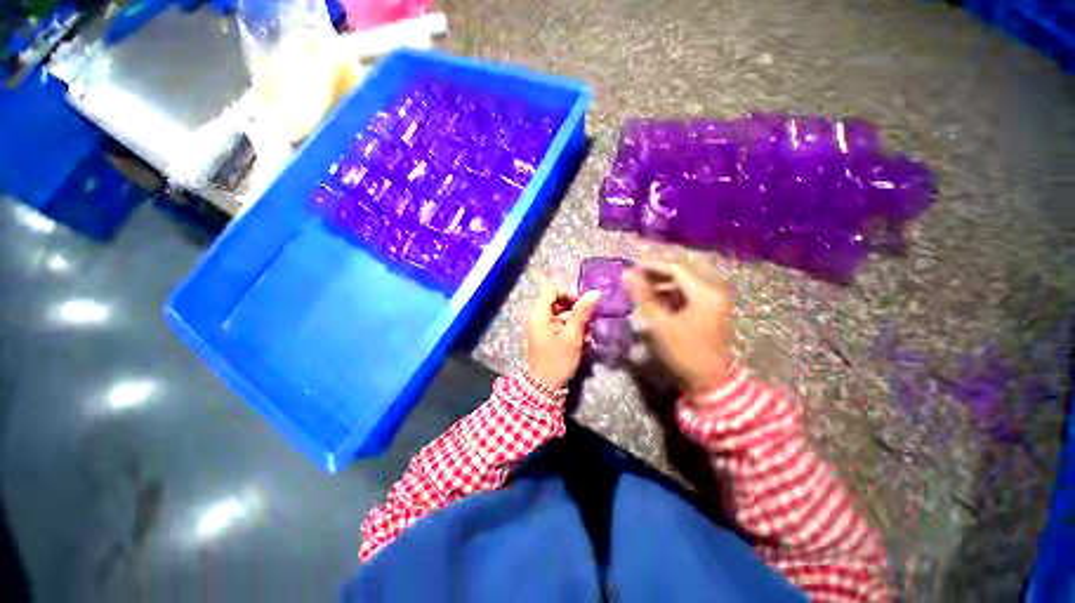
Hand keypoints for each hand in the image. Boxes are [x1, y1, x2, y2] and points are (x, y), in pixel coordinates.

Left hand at [526, 274, 600, 388]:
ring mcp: (541, 327)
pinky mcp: (546, 336)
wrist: (543, 388)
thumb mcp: (571, 337)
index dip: (568, 293)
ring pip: (559, 313)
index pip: (551, 290)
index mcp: (539, 314)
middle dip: (574, 307)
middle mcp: (537, 317)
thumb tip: (594, 292)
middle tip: (590, 316)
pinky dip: (571, 327)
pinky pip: (559, 324)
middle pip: (556, 301)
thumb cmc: (557, 361)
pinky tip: (583, 338)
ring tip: (589, 330)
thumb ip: (581, 313)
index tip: (583, 302)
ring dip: (575, 318)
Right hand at [622, 261, 732, 395]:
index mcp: (704, 292)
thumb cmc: (684, 352)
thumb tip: (627, 275)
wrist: (711, 379)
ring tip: (643, 283)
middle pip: (683, 268)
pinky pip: (690, 288)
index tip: (631, 266)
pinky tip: (657, 294)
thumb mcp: (660, 324)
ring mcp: (715, 297)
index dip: (651, 264)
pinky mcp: (712, 305)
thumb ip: (644, 296)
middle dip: (658, 268)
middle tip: (636, 269)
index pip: (675, 267)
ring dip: (664, 279)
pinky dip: (673, 289)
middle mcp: (714, 288)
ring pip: (686, 278)